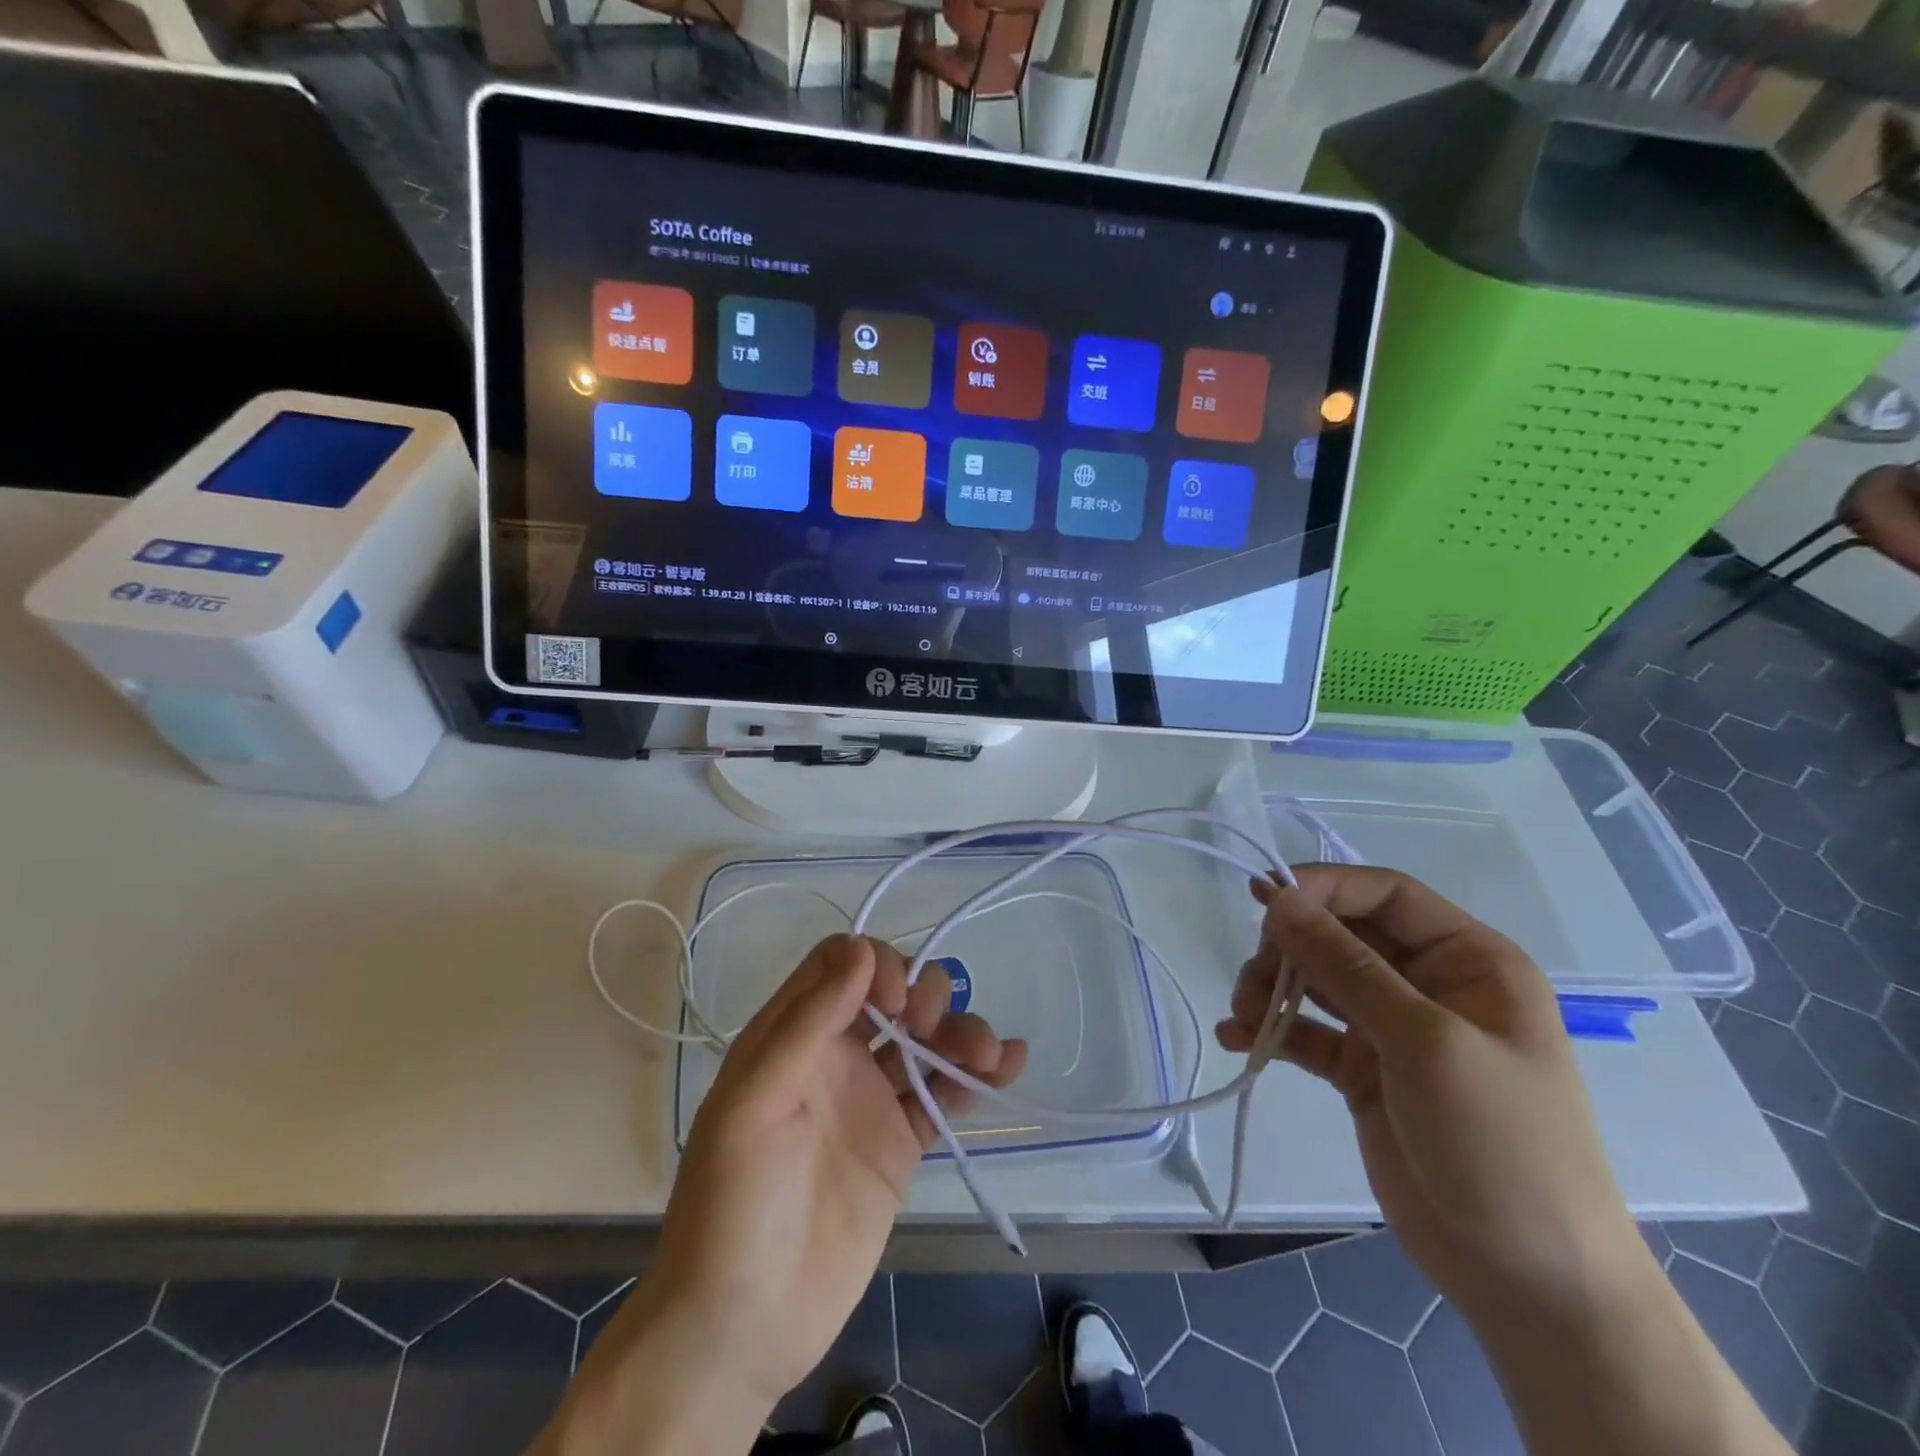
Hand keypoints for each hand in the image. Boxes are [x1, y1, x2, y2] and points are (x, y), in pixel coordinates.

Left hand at [555, 934, 1026, 1455]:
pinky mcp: (899, 1143)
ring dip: (960, 1030)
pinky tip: (1008, 1062)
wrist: (744, 1326)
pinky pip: (942, 1094)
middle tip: (928, 1028)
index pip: (840, 964)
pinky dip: (975, 1074)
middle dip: (922, 993)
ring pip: (924, 1039)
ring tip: (987, 1053)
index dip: (875, 964)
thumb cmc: (734, 1203)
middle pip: (892, 992)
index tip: (895, 1002)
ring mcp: (870, 1099)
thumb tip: (861, 951)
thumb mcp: (754, 1103)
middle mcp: (834, 1056)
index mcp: (792, 1036)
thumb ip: (806, 1024)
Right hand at [1217, 865, 1649, 1327]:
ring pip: (1316, 979)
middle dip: (1290, 947)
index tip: (1264, 902)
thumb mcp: (1425, 1043)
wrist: (1529, 1284)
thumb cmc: (1501, 1145)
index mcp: (1468, 961)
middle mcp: (1428, 985)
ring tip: (1243, 1017)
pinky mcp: (1362, 1071)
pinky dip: (1272, 1030)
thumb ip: (1346, 965)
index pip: (1386, 894)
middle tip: (1255, 979)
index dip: (1325, 887)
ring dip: (1271, 988)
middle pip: (1341, 934)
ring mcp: (1393, 1029)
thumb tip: (1279, 897)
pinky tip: (1238, 1040)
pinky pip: (1307, 1031)